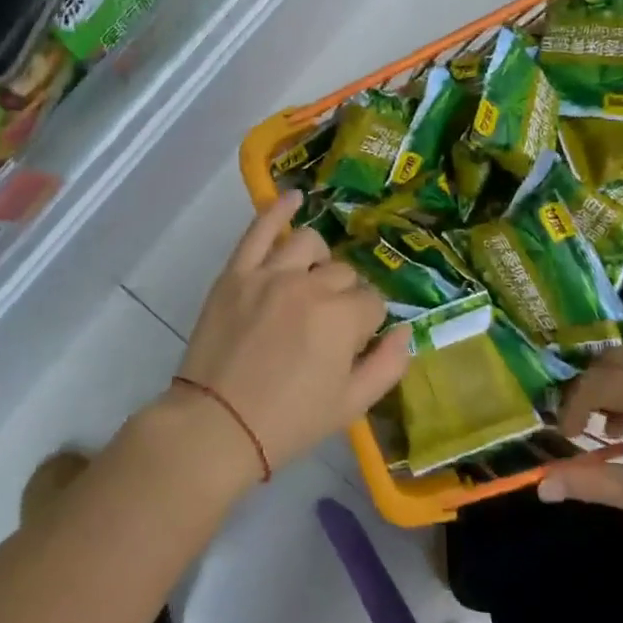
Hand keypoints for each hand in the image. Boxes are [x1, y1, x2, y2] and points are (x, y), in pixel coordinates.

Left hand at [172, 191, 410, 477]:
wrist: (216, 426)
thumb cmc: (288, 423)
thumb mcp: (351, 406)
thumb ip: (388, 365)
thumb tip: (405, 331)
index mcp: (343, 318)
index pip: (372, 302)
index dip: (366, 324)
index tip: (351, 344)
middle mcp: (310, 285)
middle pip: (344, 273)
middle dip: (345, 297)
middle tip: (327, 327)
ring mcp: (269, 274)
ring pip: (310, 244)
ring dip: (319, 260)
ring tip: (311, 281)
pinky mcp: (236, 272)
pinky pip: (258, 228)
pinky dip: (277, 209)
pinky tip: (292, 197)